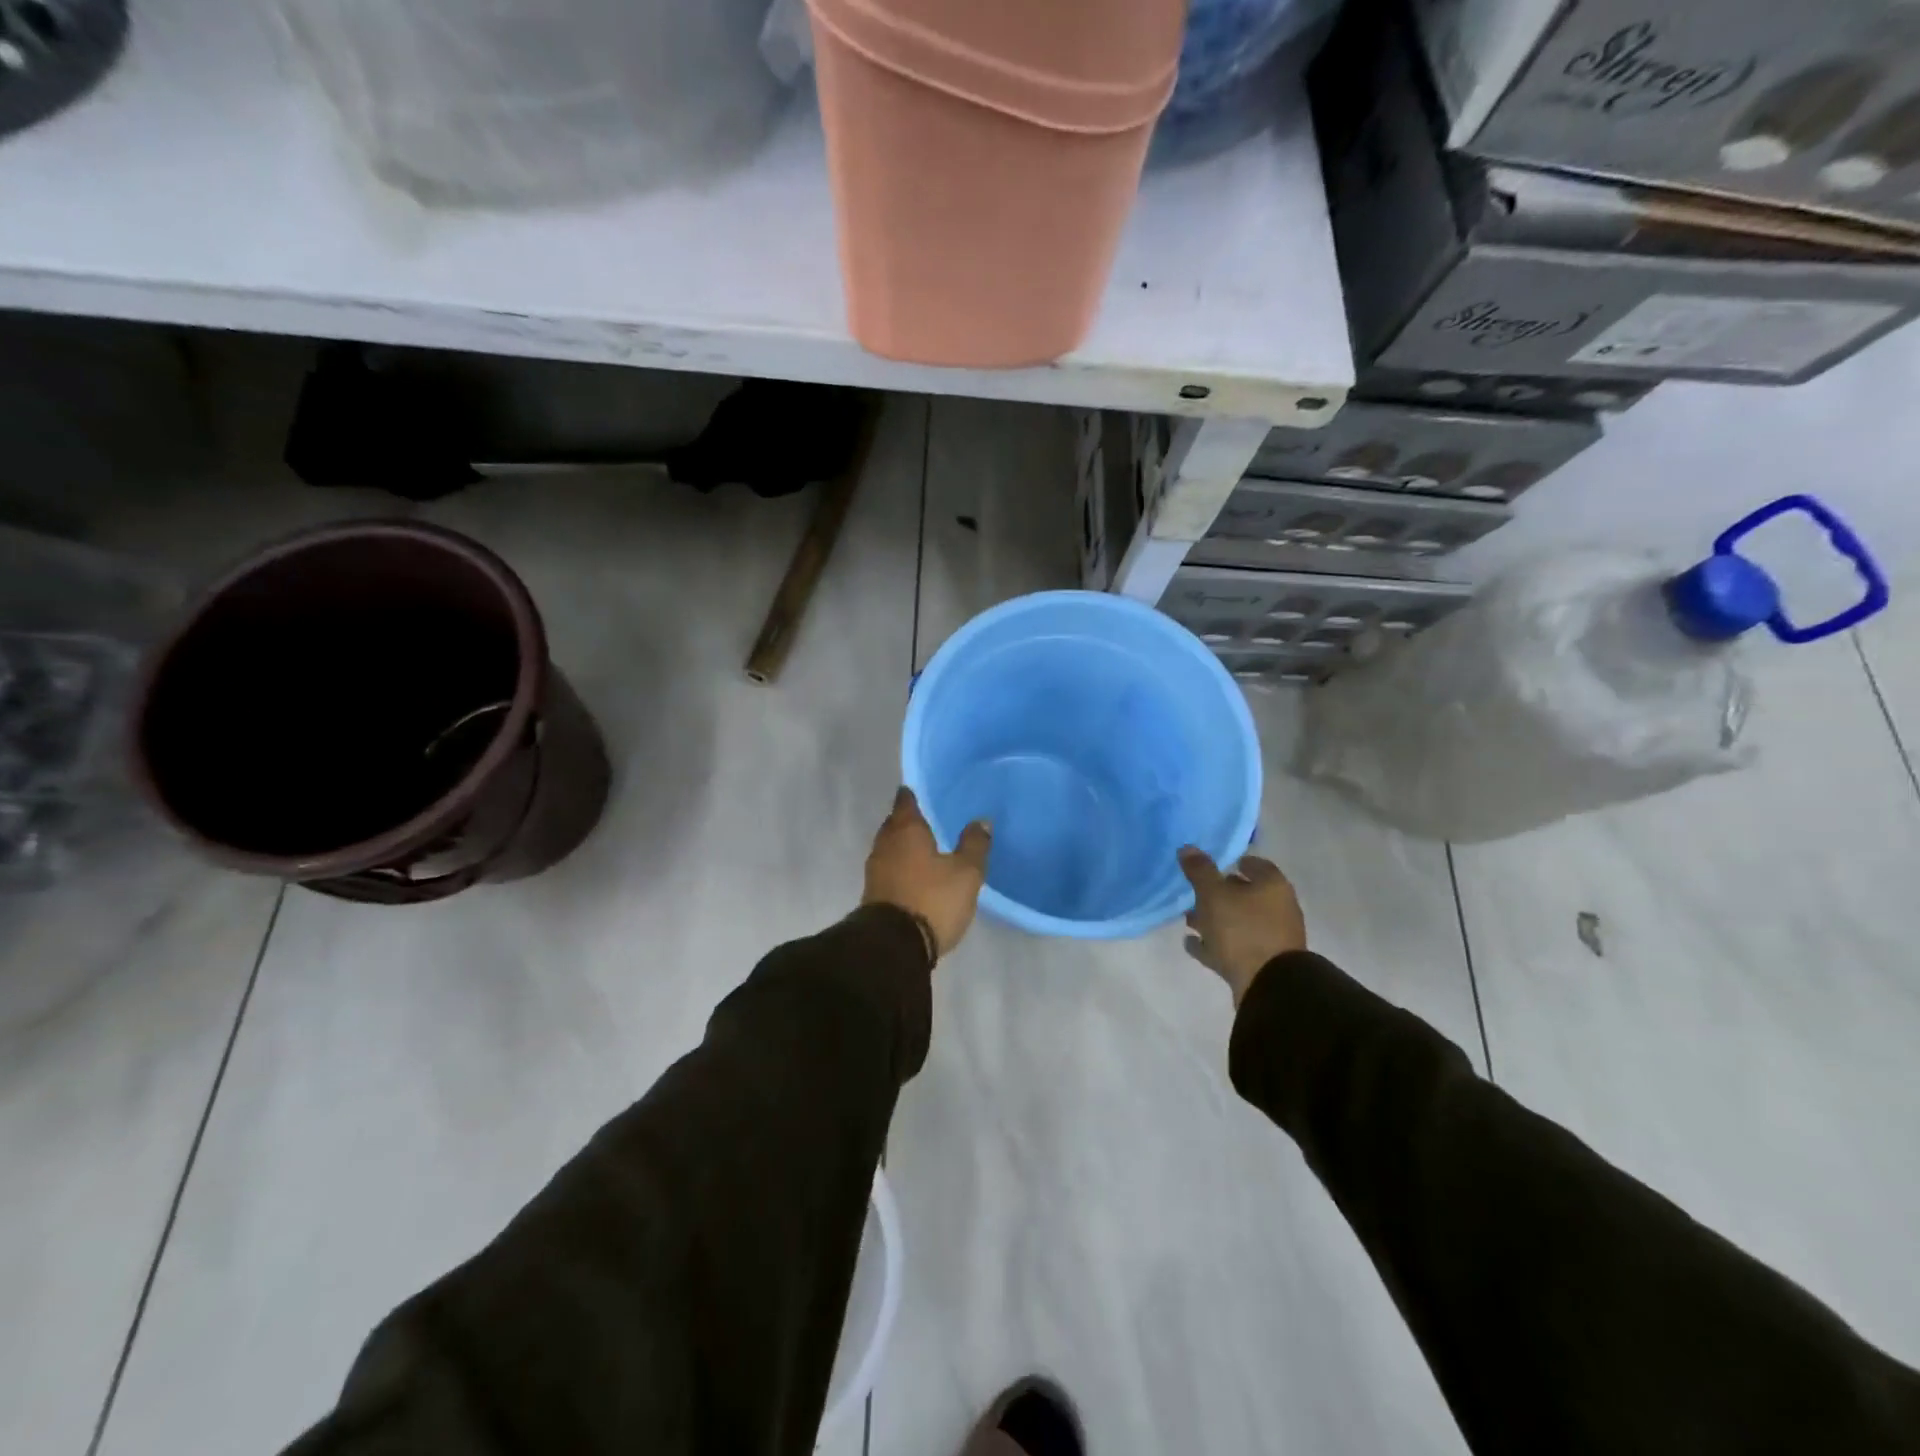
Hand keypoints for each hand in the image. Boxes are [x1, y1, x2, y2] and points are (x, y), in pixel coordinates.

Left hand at [863, 788, 990, 961]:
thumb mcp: (966, 873)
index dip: (912, 795)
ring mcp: (875, 870)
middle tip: (926, 818)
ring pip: (890, 847)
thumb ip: (974, 845)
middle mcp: (885, 844)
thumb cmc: (932, 899)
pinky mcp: (873, 894)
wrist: (894, 946)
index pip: (905, 802)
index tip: (920, 791)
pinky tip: (915, 873)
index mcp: (906, 830)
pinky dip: (900, 866)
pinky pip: (889, 869)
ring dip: (903, 845)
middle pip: (894, 824)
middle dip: (907, 821)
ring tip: (923, 846)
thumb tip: (981, 821)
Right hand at [1178, 848, 1306, 1004]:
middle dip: (1219, 893)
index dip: (1232, 861)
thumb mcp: (1214, 894)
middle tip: (1193, 893)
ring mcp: (1272, 937)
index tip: (1210, 865)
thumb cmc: (1242, 929)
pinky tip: (1192, 944)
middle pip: (1245, 894)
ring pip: (1238, 921)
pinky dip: (1215, 943)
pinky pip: (1234, 946)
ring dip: (1214, 920)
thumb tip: (1188, 848)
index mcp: (1272, 886)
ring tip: (1188, 920)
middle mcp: (1278, 908)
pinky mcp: (1262, 962)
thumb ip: (1200, 870)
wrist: (1268, 985)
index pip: (1254, 864)